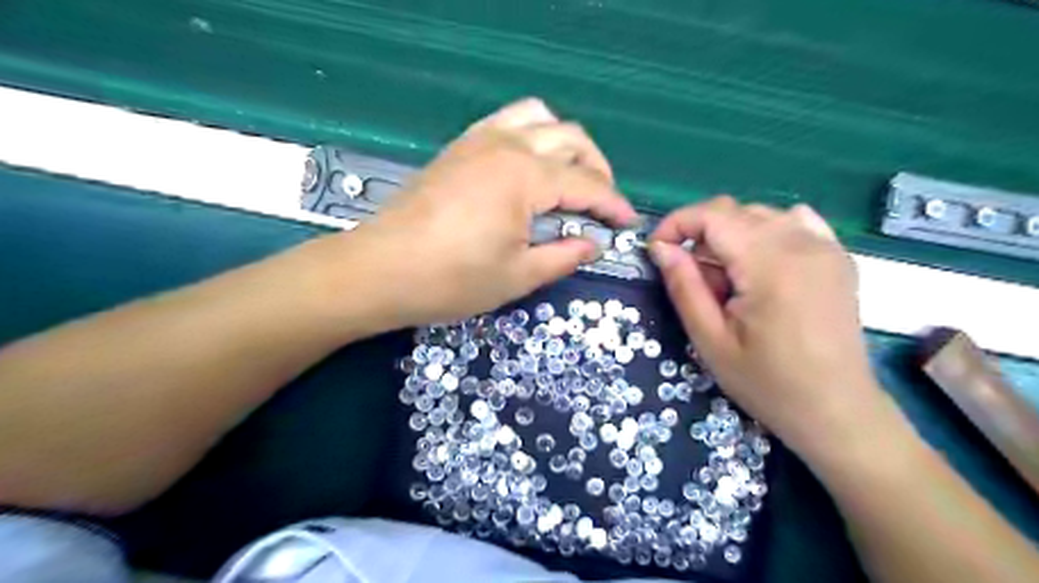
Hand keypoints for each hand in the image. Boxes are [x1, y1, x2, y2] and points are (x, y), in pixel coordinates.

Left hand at [325, 98, 636, 329]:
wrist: (379, 270)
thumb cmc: (451, 279)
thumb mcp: (517, 276)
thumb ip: (563, 256)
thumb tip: (593, 244)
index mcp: (524, 176)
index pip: (586, 183)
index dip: (612, 204)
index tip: (628, 223)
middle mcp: (506, 145)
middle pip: (571, 138)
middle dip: (597, 169)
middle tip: (601, 204)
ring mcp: (478, 140)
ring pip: (539, 118)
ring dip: (565, 143)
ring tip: (570, 177)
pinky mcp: (458, 147)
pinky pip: (506, 122)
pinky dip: (531, 135)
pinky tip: (530, 166)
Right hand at [646, 199, 883, 456]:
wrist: (837, 411)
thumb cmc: (767, 383)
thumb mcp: (711, 341)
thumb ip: (684, 287)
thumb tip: (660, 248)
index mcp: (769, 263)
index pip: (712, 215)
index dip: (676, 225)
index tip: (657, 251)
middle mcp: (801, 242)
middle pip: (735, 210)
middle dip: (700, 233)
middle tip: (692, 278)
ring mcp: (825, 246)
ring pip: (761, 214)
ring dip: (730, 234)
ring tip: (725, 277)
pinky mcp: (837, 257)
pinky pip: (794, 222)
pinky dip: (766, 231)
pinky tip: (760, 263)